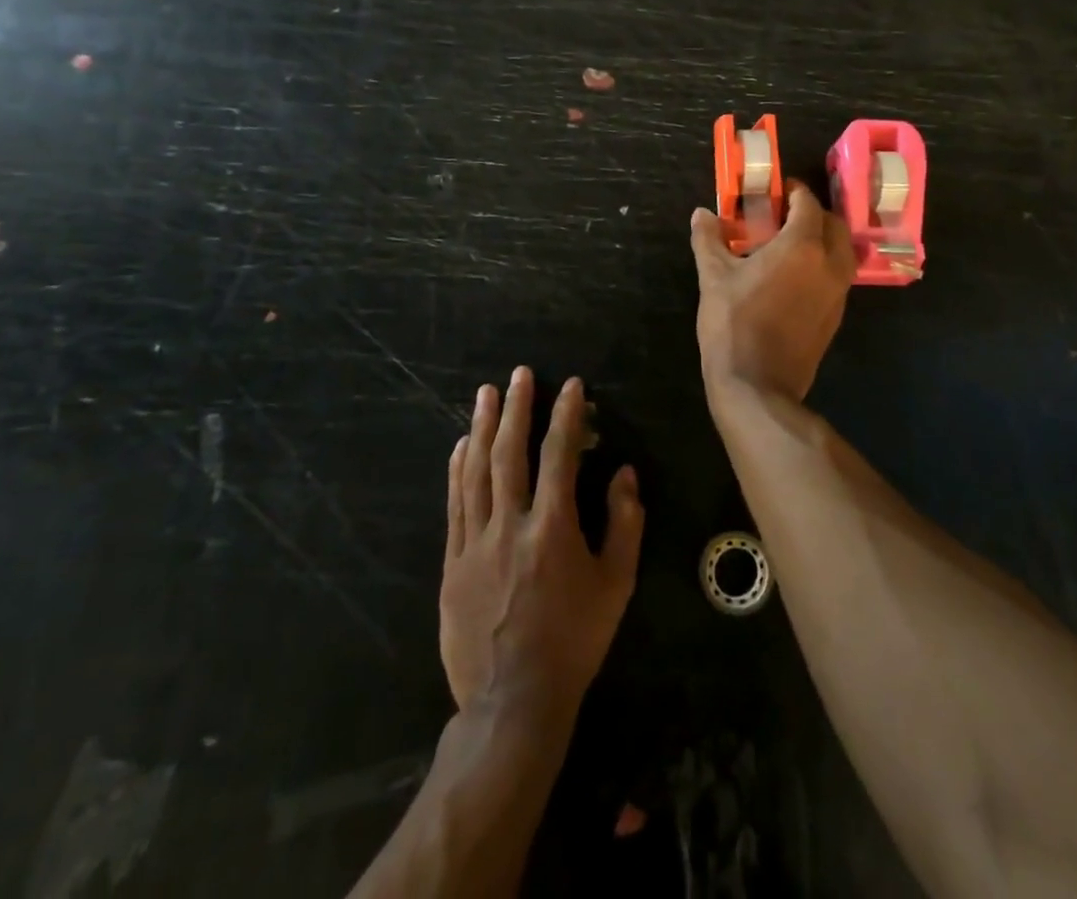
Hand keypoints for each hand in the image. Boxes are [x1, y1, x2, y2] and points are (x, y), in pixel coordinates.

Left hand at [441, 369, 644, 719]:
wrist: (512, 701)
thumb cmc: (574, 640)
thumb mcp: (616, 585)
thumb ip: (624, 524)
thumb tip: (624, 473)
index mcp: (552, 529)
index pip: (559, 455)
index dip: (566, 415)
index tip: (570, 385)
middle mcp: (510, 526)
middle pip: (509, 453)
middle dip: (516, 408)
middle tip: (518, 374)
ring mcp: (475, 543)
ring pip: (476, 472)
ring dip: (482, 427)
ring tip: (485, 394)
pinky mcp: (452, 562)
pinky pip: (454, 504)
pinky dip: (457, 469)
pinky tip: (460, 446)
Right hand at [690, 182, 855, 400]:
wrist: (758, 385)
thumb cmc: (734, 324)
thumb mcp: (714, 277)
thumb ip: (709, 239)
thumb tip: (701, 213)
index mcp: (802, 246)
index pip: (808, 204)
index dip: (793, 192)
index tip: (776, 190)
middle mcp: (829, 264)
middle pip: (833, 223)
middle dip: (812, 213)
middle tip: (783, 215)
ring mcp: (838, 292)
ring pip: (842, 250)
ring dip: (823, 238)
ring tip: (790, 242)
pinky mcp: (836, 315)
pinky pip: (838, 276)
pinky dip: (823, 264)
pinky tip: (795, 274)